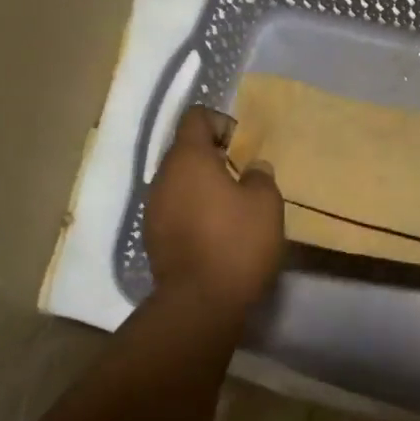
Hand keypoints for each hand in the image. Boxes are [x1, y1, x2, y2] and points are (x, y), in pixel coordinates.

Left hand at [146, 105, 283, 312]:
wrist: (200, 303)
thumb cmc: (237, 242)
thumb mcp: (266, 203)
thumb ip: (260, 176)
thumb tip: (252, 169)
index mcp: (187, 158)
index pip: (196, 118)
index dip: (222, 123)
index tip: (243, 147)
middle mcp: (162, 177)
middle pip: (186, 151)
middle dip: (214, 158)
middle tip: (244, 179)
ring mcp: (153, 209)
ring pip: (179, 183)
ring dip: (203, 187)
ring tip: (232, 209)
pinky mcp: (153, 238)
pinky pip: (175, 210)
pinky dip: (194, 212)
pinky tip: (216, 234)